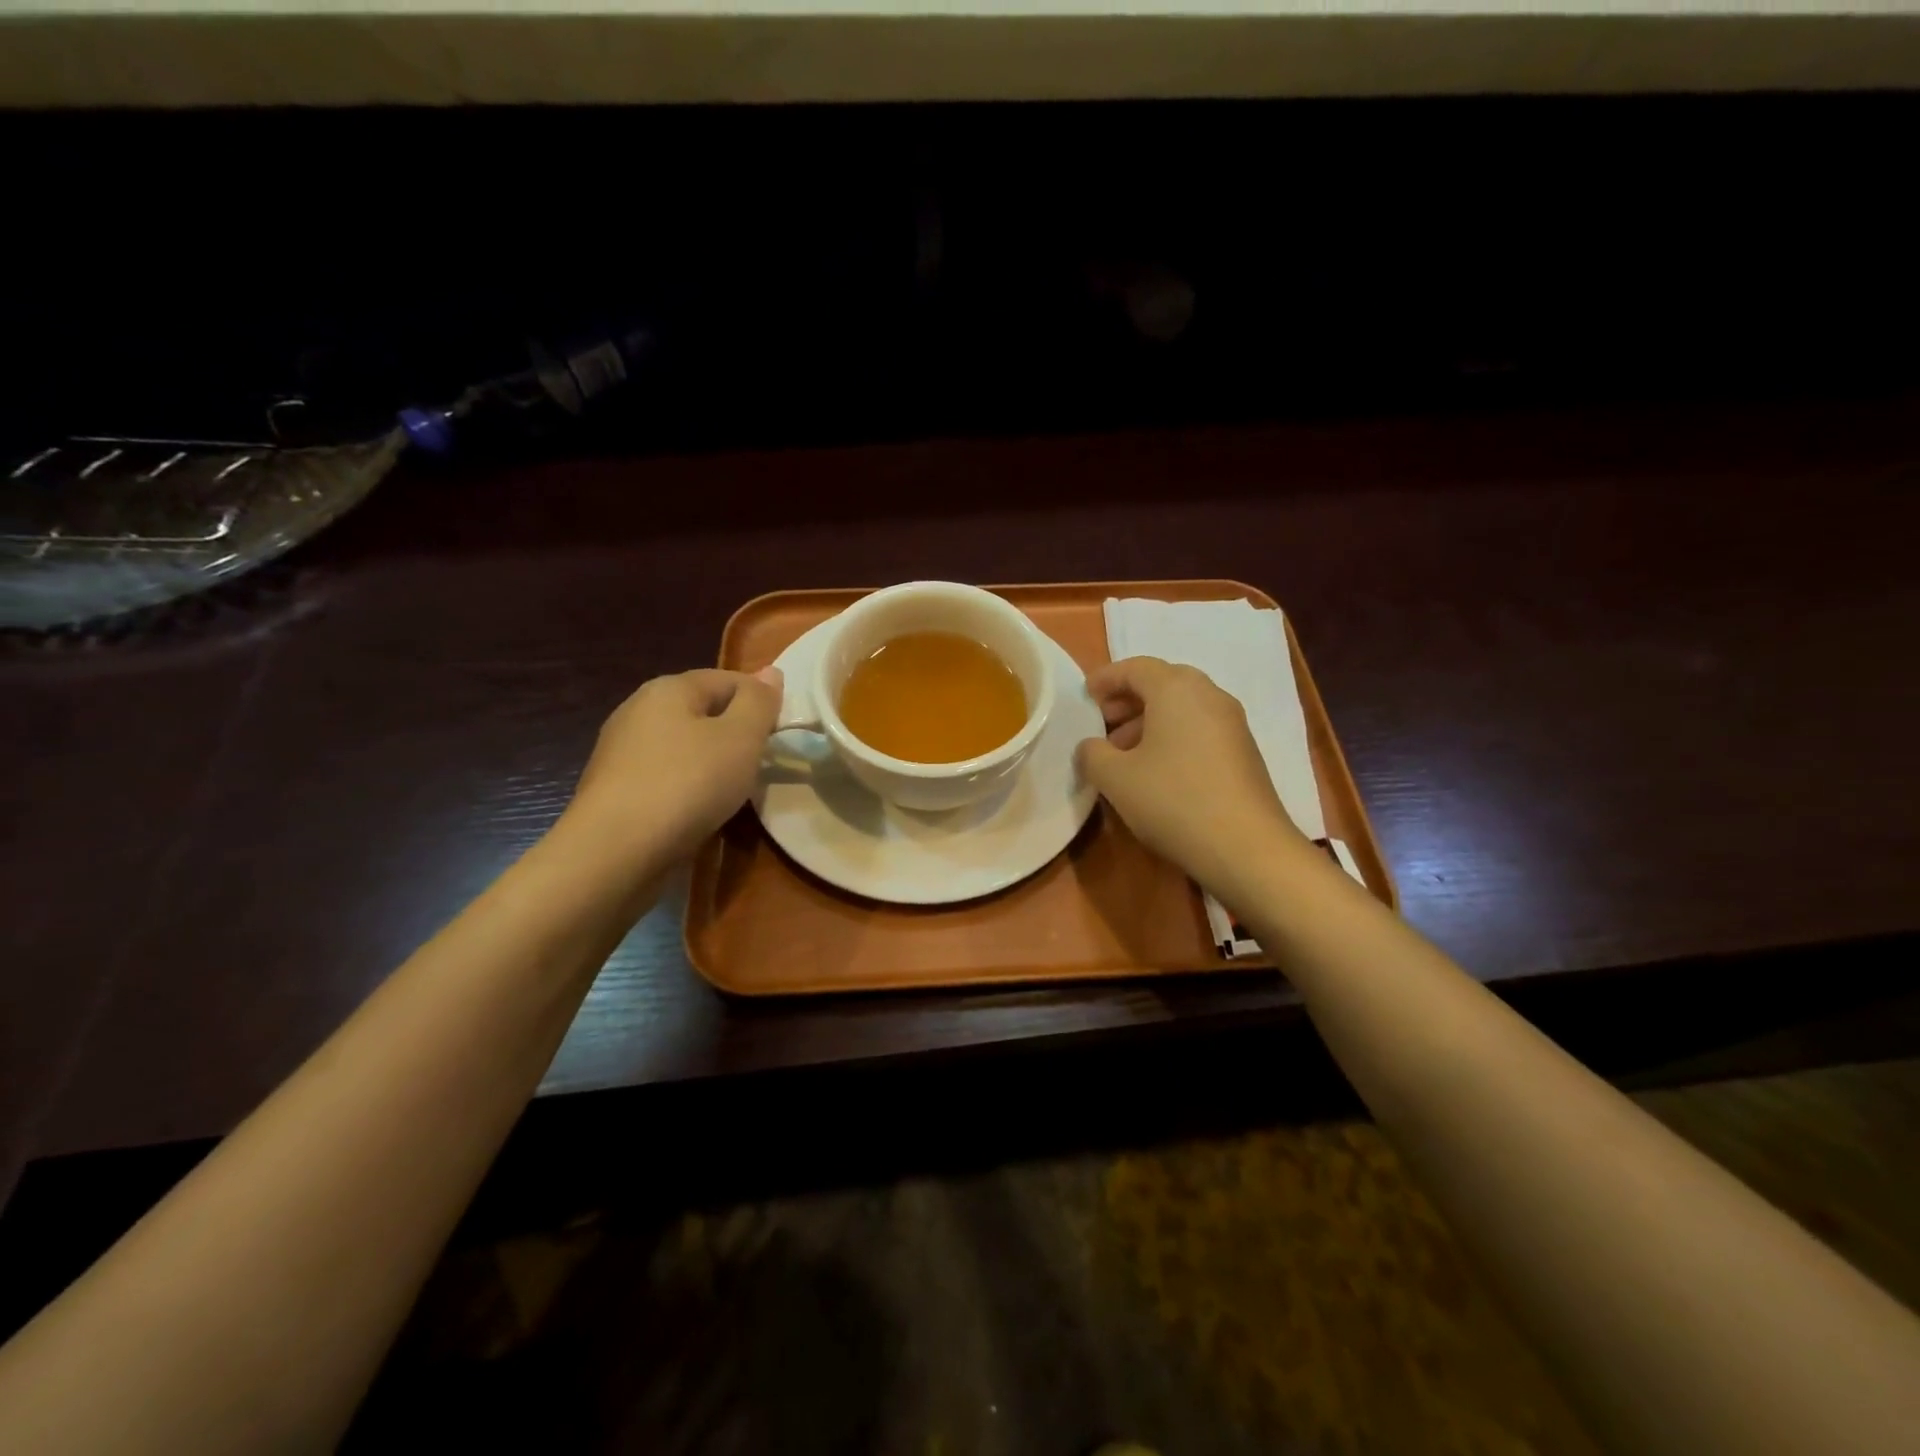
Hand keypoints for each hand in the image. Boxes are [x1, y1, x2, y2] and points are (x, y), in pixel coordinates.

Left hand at [567, 667, 781, 865]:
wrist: (615, 852)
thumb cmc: (688, 783)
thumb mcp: (741, 737)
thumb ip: (759, 702)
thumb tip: (771, 672)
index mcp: (668, 688)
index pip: (728, 679)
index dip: (760, 702)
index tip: (779, 735)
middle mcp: (638, 710)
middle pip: (703, 712)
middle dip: (735, 734)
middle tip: (759, 765)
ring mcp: (621, 752)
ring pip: (683, 747)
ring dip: (712, 763)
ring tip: (733, 792)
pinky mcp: (614, 790)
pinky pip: (665, 777)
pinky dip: (687, 788)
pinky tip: (698, 811)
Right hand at [1076, 656, 1304, 893]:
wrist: (1246, 847)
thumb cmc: (1172, 800)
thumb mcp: (1115, 778)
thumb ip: (1092, 753)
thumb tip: (1091, 747)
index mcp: (1176, 689)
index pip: (1135, 667)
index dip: (1106, 678)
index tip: (1085, 696)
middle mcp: (1209, 695)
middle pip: (1162, 683)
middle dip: (1128, 700)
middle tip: (1102, 723)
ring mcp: (1233, 723)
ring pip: (1182, 708)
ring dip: (1149, 721)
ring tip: (1123, 753)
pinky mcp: (1244, 752)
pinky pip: (1199, 729)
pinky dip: (1172, 737)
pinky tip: (1156, 771)